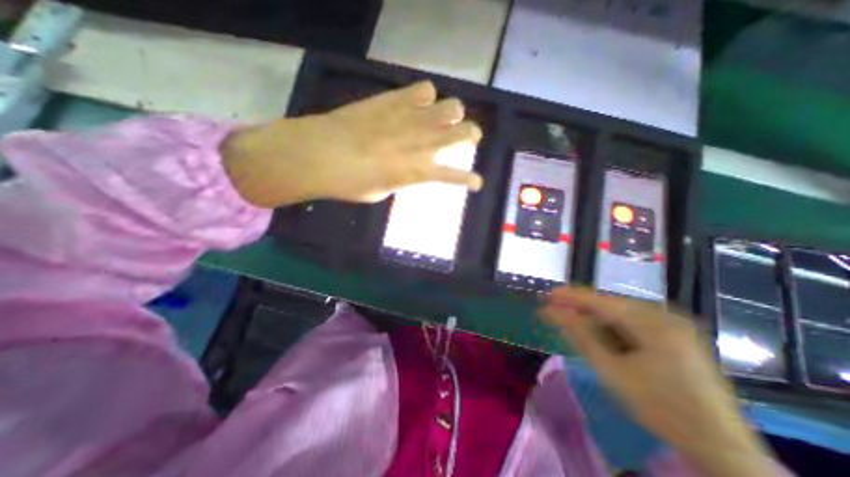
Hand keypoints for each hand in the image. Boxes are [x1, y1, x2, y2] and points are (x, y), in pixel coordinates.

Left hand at [221, 81, 484, 205]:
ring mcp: (410, 117)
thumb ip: (400, 178)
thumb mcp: (381, 191)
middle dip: (471, 135)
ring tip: (444, 117)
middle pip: (463, 132)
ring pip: (451, 106)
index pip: (454, 176)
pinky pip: (424, 89)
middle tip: (468, 137)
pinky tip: (419, 101)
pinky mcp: (394, 99)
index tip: (478, 183)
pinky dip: (427, 96)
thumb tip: (405, 170)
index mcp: (418, 171)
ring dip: (453, 113)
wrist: (320, 153)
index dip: (470, 180)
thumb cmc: (350, 183)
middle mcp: (422, 142)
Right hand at [538, 287, 774, 476]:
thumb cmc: (661, 408)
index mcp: (654, 323)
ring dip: (596, 317)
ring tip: (573, 321)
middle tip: (556, 309)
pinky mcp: (676, 335)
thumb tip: (552, 311)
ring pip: (621, 313)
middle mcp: (666, 316)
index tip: (548, 294)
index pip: (602, 302)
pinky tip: (601, 334)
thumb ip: (580, 335)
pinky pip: (634, 323)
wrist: (721, 448)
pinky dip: (613, 326)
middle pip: (611, 306)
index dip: (572, 297)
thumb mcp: (611, 370)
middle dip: (582, 308)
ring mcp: (674, 325)